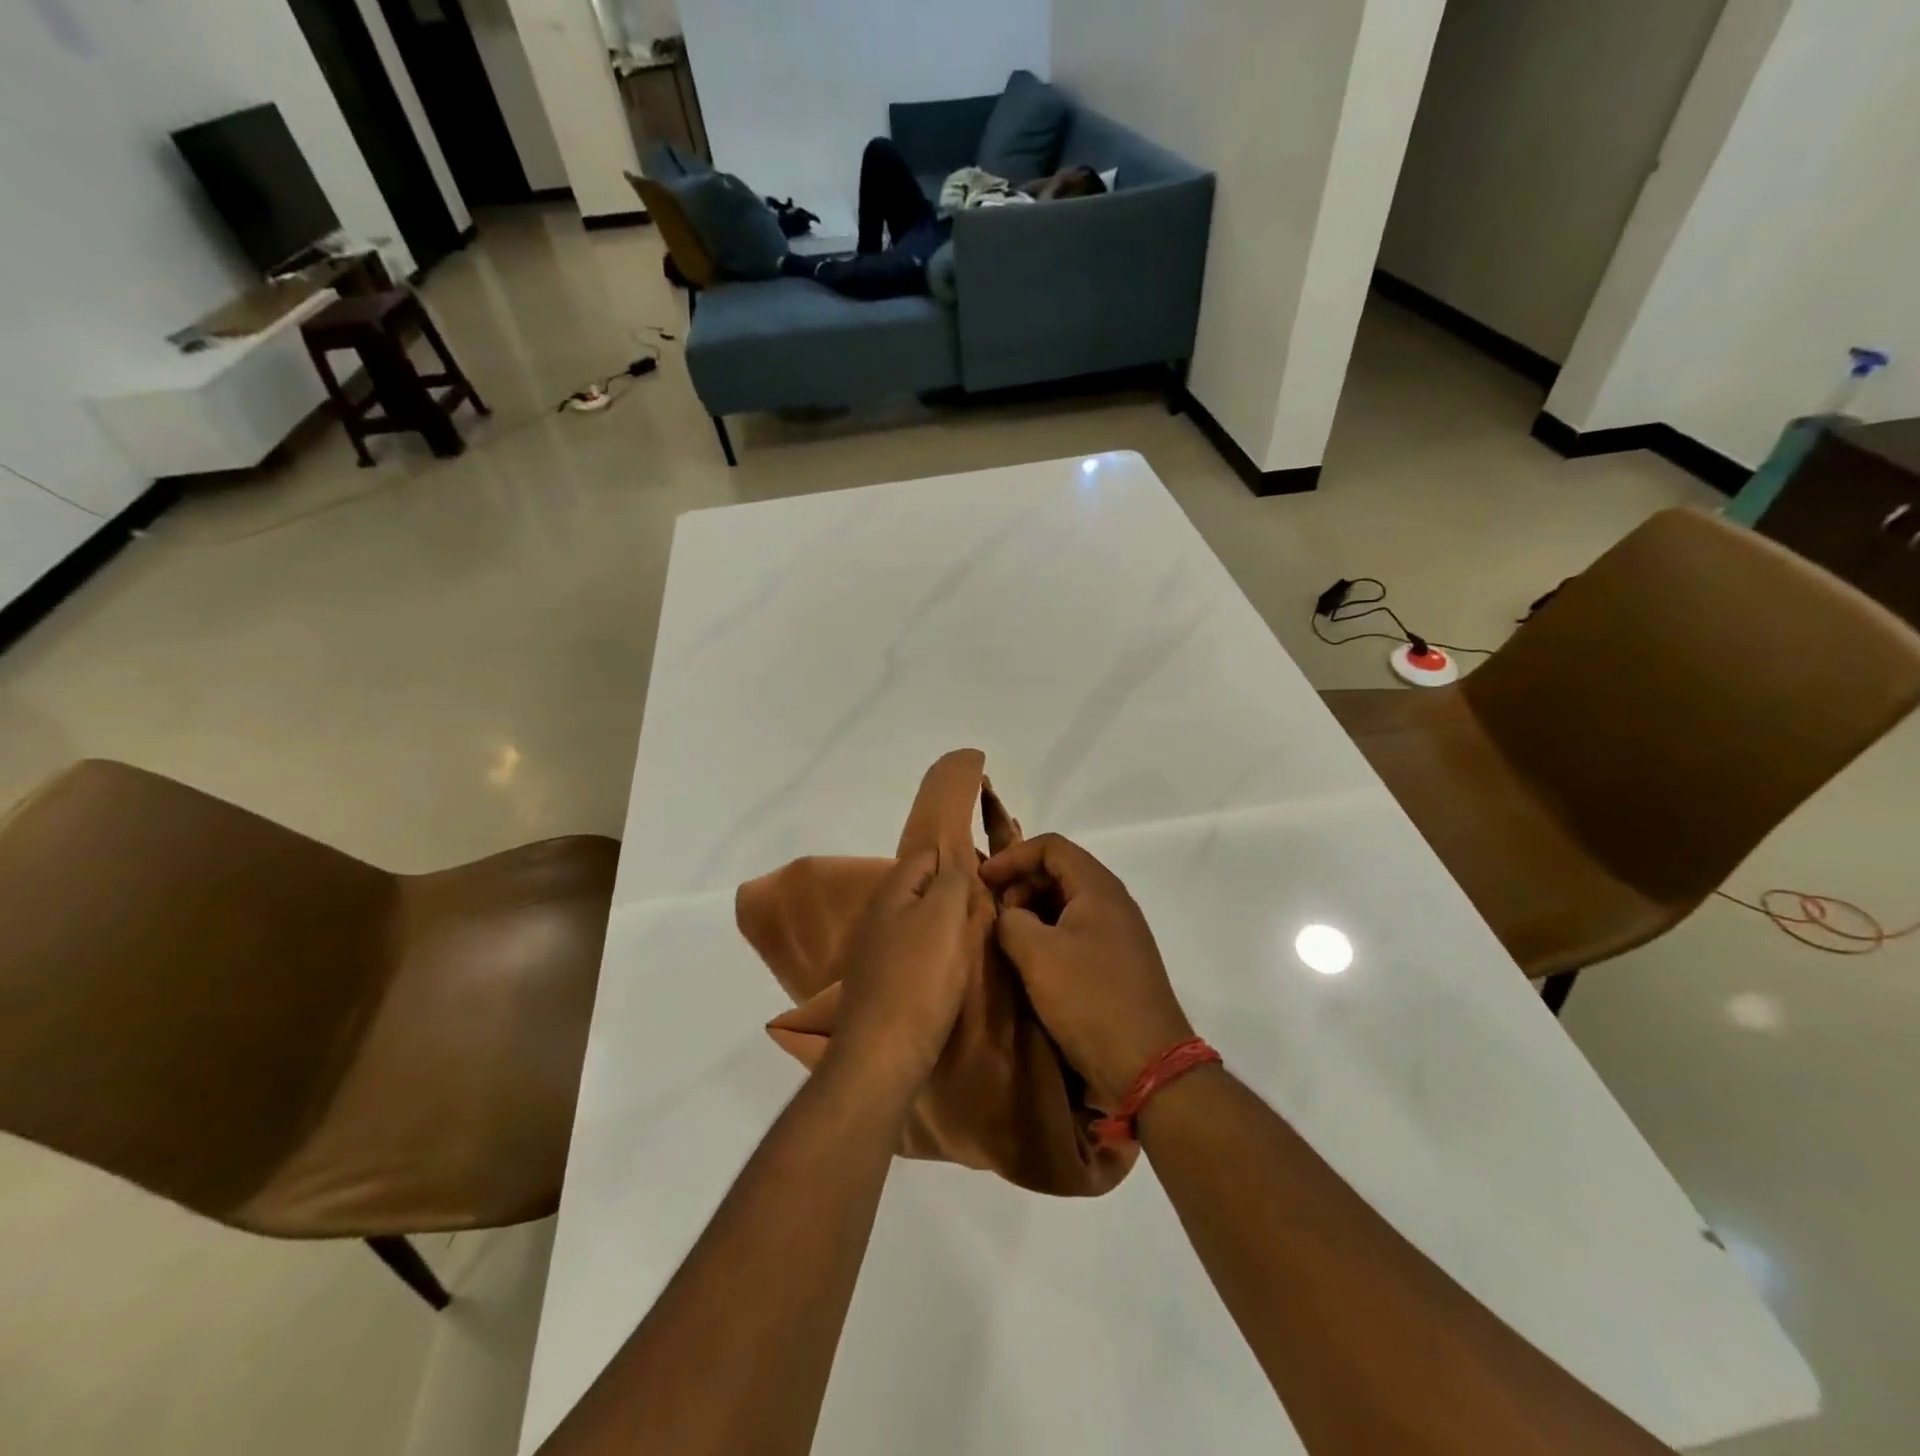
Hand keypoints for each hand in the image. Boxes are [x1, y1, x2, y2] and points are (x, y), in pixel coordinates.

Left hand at [826, 850, 984, 1098]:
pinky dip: (934, 956)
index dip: (959, 857)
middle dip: (955, 894)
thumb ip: (952, 878)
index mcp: (891, 891)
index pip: (927, 853)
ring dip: (946, 927)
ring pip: (919, 922)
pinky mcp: (880, 982)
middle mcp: (876, 914)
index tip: (989, 876)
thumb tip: (957, 860)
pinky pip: (914, 953)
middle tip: (988, 910)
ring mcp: (874, 950)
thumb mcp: (945, 915)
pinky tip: (950, 972)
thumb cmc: (919, 978)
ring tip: (976, 941)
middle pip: (923, 888)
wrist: (882, 1054)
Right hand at [980, 834, 1193, 1106]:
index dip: (1013, 856)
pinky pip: (1077, 931)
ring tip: (1006, 937)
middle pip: (1060, 871)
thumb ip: (1011, 921)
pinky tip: (1030, 961)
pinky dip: (1049, 934)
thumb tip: (1009, 916)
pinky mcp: (1117, 962)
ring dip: (1033, 911)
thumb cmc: (1090, 999)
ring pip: (1067, 903)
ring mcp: (1118, 933)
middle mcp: (1113, 902)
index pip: (1051, 846)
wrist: (1148, 1064)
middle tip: (994, 911)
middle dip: (1021, 883)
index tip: (983, 879)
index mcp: (1098, 888)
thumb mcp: (1037, 955)